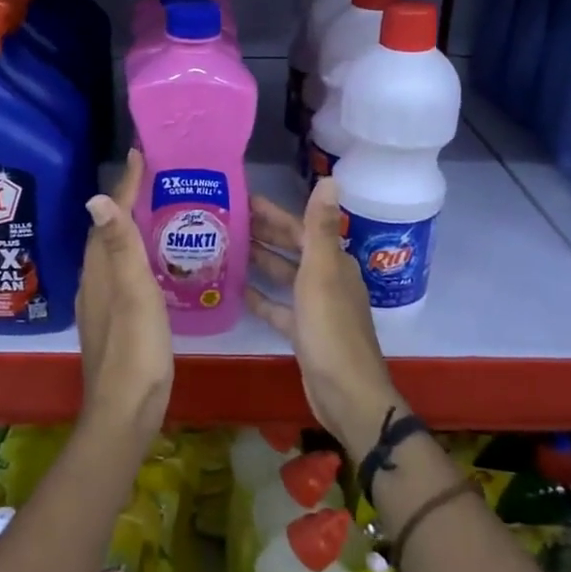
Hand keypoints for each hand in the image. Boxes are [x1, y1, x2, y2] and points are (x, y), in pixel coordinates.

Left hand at [75, 150, 173, 441]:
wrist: (124, 410)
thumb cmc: (135, 350)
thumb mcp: (133, 294)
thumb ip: (120, 248)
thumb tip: (96, 197)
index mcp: (100, 270)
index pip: (109, 215)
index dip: (124, 185)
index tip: (138, 153)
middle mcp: (94, 281)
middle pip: (106, 230)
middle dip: (125, 200)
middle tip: (152, 177)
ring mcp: (101, 302)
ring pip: (112, 252)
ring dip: (128, 228)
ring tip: (156, 211)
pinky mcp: (112, 320)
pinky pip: (120, 273)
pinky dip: (133, 255)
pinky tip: (152, 263)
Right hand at [245, 176, 401, 460]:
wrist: (346, 393)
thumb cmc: (331, 329)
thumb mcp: (322, 273)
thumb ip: (320, 227)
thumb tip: (331, 178)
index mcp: (333, 262)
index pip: (300, 227)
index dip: (273, 212)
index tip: (241, 199)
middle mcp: (327, 279)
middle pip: (291, 248)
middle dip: (262, 233)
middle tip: (224, 220)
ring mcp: (315, 307)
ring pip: (283, 275)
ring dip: (259, 261)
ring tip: (224, 248)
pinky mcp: (303, 332)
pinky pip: (278, 308)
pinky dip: (260, 297)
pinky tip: (236, 291)